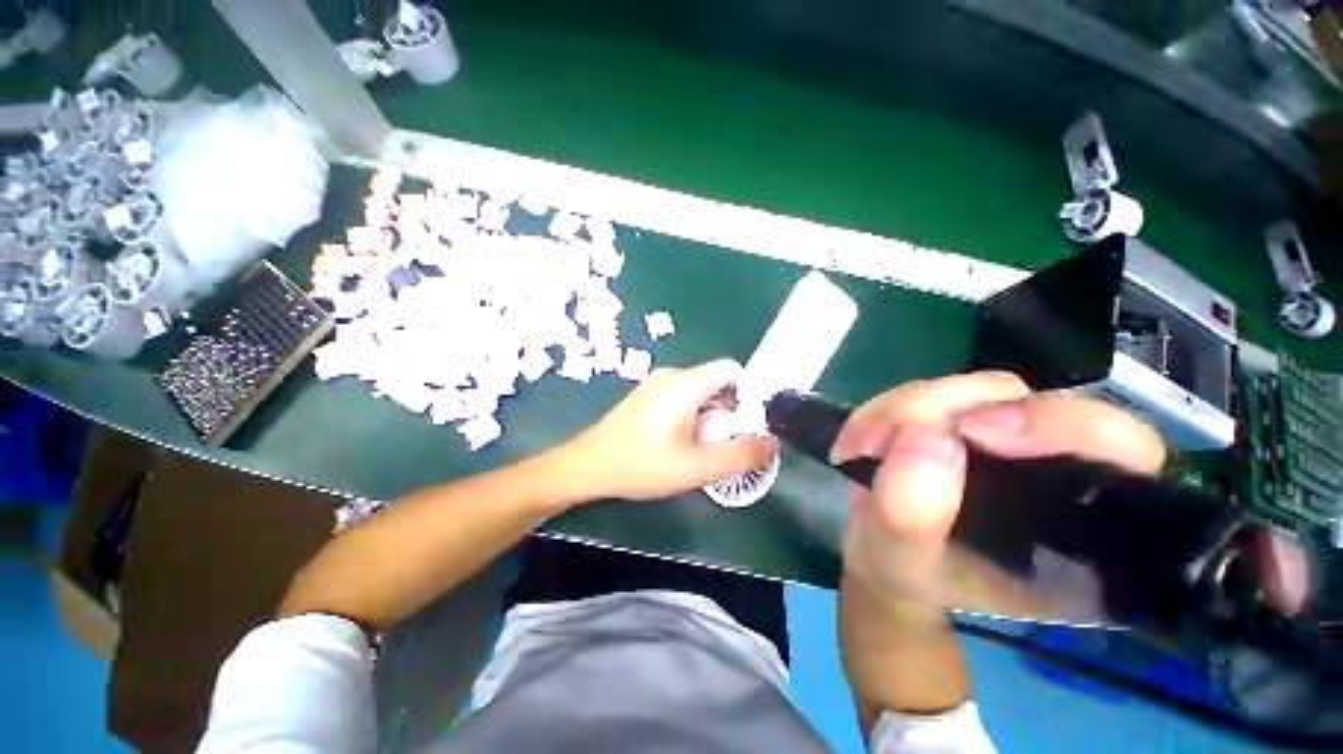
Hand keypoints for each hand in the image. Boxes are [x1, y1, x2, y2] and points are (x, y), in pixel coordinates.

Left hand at [563, 359, 777, 500]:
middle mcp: (671, 375)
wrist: (587, 467)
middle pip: (717, 383)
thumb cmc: (641, 464)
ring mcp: (656, 385)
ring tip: (703, 449)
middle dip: (730, 411)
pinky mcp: (647, 397)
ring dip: (710, 418)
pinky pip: (682, 399)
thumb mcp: (696, 466)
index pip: (732, 369)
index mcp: (685, 383)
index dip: (749, 393)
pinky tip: (681, 444)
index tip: (749, 424)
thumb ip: (740, 455)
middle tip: (726, 444)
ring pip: (699, 393)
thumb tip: (772, 442)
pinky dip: (692, 417)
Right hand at [831, 372, 1166, 619]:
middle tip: (890, 438)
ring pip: (968, 388)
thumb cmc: (907, 575)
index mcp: (1077, 523)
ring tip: (864, 448)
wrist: (882, 556)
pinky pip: (925, 390)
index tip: (977, 432)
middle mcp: (1053, 466)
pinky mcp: (960, 417)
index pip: (1120, 447)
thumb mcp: (900, 564)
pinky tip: (864, 442)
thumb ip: (911, 517)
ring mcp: (1004, 435)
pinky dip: (885, 410)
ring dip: (903, 410)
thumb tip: (928, 434)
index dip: (1057, 426)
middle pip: (1030, 400)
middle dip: (949, 408)